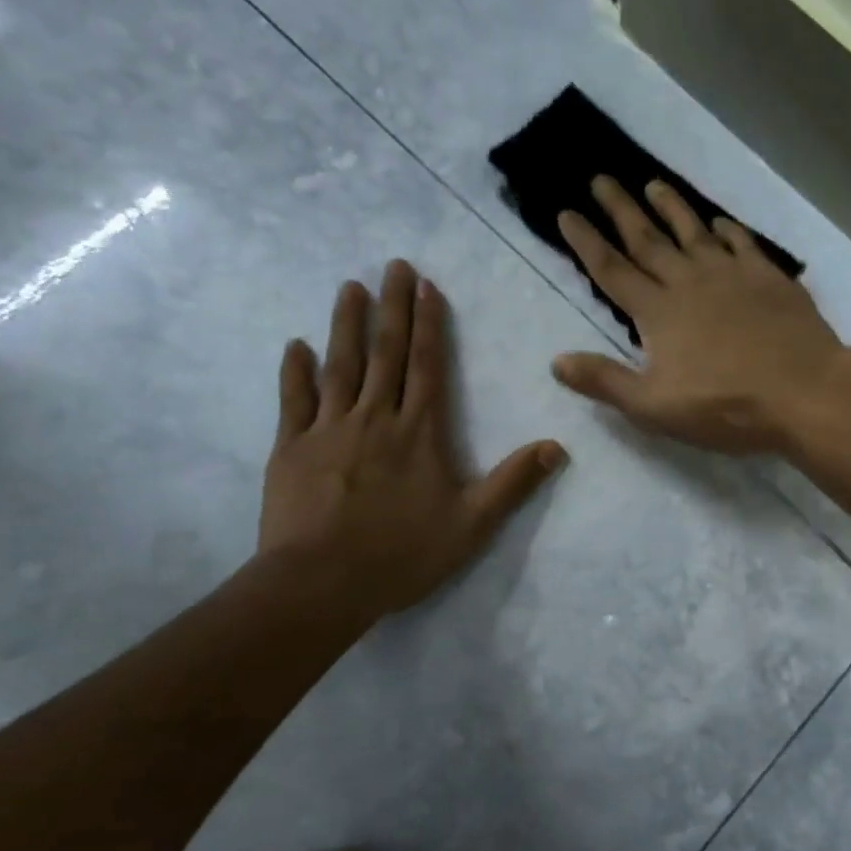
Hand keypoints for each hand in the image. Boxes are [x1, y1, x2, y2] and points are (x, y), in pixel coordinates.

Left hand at [259, 260, 565, 618]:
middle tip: (392, 266)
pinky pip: (294, 401)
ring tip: (349, 287)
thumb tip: (558, 446)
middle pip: (386, 353)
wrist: (321, 584)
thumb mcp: (472, 525)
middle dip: (392, 307)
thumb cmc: (402, 554)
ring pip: (341, 366)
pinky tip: (295, 345)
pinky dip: (295, 371)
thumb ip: (513, 482)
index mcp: (420, 432)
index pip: (428, 366)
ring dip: (346, 324)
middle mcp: (376, 418)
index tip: (426, 286)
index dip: (429, 324)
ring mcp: (329, 429)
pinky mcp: (292, 449)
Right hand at [550, 176, 843, 454]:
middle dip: (621, 209)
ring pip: (693, 232)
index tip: (566, 212)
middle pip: (647, 240)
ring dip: (671, 207)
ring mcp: (731, 275)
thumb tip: (556, 361)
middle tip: (601, 178)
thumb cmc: (725, 406)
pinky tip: (720, 222)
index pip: (611, 270)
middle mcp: (689, 282)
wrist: (804, 391)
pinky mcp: (768, 278)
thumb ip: (605, 382)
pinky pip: (741, 244)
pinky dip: (727, 230)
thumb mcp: (654, 407)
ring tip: (653, 184)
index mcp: (658, 312)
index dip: (586, 242)